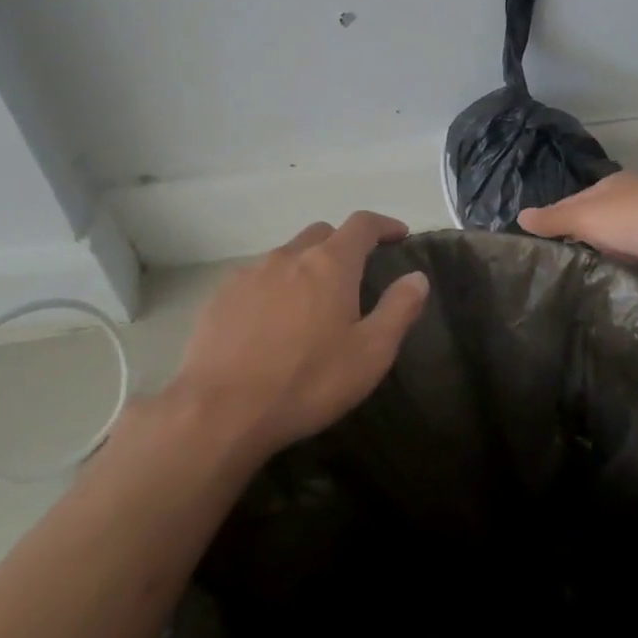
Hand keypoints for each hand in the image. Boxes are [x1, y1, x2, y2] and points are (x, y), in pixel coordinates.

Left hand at [173, 211, 430, 456]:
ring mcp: (249, 273)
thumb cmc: (306, 382)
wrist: (219, 412)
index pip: (362, 224)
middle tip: (354, 275)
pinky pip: (256, 278)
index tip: (398, 235)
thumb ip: (399, 309)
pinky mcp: (220, 296)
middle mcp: (288, 256)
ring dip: (306, 266)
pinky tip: (270, 322)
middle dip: (343, 244)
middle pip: (321, 233)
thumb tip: (417, 277)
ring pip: (286, 255)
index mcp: (329, 264)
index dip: (383, 225)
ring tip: (311, 303)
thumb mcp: (370, 354)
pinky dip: (273, 287)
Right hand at [519, 172, 637, 292]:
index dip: (553, 222)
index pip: (573, 203)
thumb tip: (519, 216)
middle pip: (596, 226)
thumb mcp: (588, 216)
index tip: (536, 248)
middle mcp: (633, 204)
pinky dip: (626, 278)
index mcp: (613, 187)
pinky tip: (610, 295)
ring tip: (576, 289)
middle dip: (579, 245)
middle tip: (552, 275)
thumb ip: (554, 219)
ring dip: (604, 263)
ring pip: (618, 248)